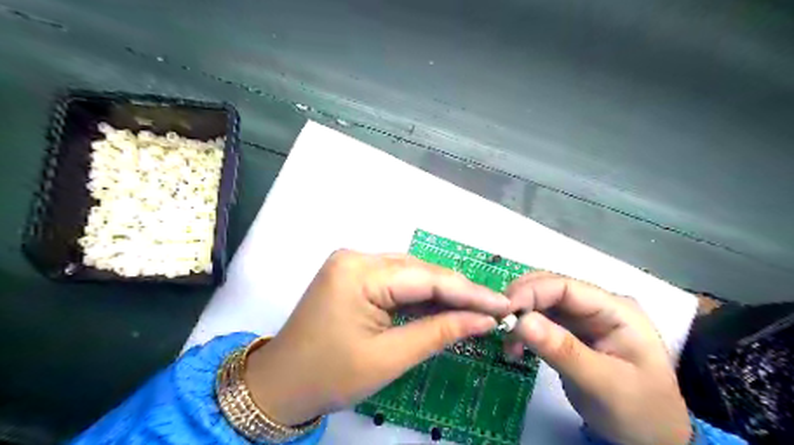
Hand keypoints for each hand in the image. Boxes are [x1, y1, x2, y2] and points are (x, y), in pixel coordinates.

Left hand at [246, 251, 510, 424]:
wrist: (280, 384)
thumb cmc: (329, 376)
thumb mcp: (389, 358)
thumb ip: (439, 332)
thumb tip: (483, 320)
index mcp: (359, 272)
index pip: (427, 278)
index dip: (469, 292)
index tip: (503, 304)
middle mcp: (356, 257)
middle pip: (419, 272)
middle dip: (457, 292)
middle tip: (493, 309)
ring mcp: (353, 264)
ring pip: (410, 274)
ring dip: (441, 293)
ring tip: (474, 309)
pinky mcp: (353, 275)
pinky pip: (395, 281)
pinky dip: (419, 296)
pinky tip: (442, 306)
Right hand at [505, 272, 692, 444]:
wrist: (653, 439)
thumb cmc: (639, 410)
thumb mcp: (604, 384)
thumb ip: (563, 350)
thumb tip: (521, 321)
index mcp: (615, 309)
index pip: (565, 286)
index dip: (531, 292)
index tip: (503, 310)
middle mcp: (596, 306)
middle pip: (549, 289)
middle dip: (521, 302)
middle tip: (499, 324)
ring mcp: (583, 319)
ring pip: (540, 303)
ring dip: (519, 317)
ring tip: (508, 343)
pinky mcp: (570, 333)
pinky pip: (540, 321)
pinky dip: (523, 331)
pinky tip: (516, 348)